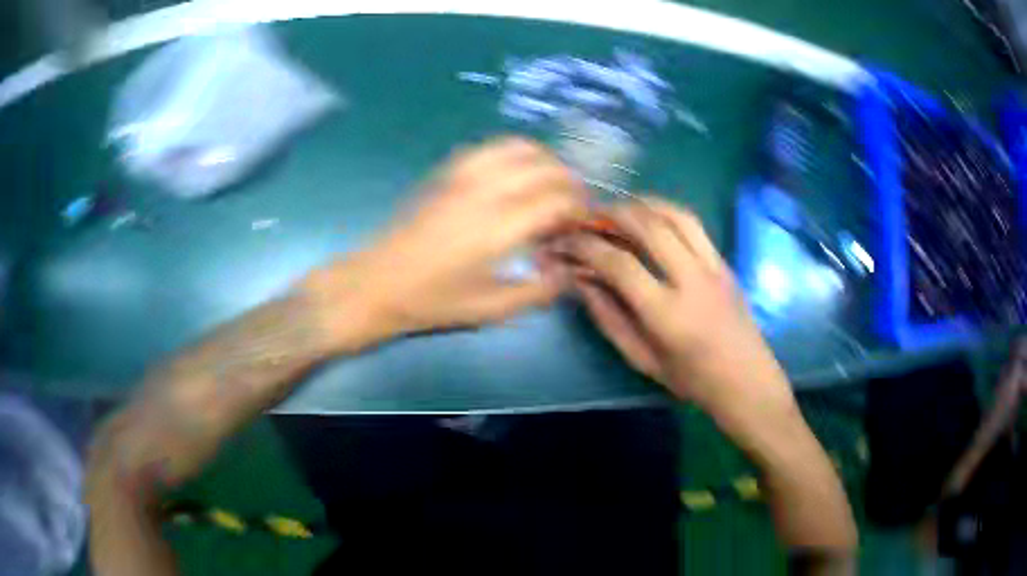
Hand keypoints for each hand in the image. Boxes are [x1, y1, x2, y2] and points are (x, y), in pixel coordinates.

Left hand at [301, 137, 586, 352]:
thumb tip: (570, 272)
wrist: (378, 283)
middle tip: (573, 205)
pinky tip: (517, 171)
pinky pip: (491, 146)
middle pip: (546, 167)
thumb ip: (540, 291)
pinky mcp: (448, 171)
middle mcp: (487, 191)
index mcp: (501, 226)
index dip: (580, 208)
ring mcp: (465, 175)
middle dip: (570, 182)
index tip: (584, 223)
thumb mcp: (492, 309)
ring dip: (546, 160)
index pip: (559, 199)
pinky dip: (516, 151)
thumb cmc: (434, 302)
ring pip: (520, 147)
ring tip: (552, 183)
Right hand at [552, 197, 794, 417]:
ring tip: (617, 208)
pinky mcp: (724, 262)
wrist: (746, 380)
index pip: (619, 265)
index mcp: (667, 314)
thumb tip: (580, 281)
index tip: (566, 242)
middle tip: (588, 215)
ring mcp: (713, 266)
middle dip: (611, 214)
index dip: (587, 248)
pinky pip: (693, 224)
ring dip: (641, 204)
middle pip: (648, 227)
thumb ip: (609, 318)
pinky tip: (650, 215)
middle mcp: (691, 281)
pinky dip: (666, 211)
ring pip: (675, 215)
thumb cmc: (691, 379)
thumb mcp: (642, 358)